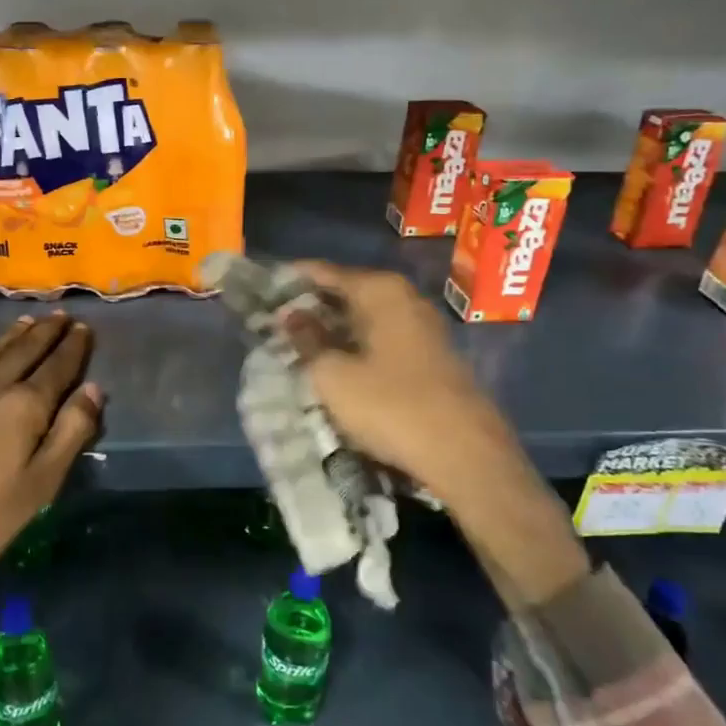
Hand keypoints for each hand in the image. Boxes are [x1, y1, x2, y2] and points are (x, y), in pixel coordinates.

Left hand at [0, 314, 102, 581]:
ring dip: (10, 334)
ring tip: (26, 320)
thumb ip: (70, 434)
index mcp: (24, 409)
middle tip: (59, 315)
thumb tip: (94, 389)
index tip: (82, 328)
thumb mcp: (40, 486)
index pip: (57, 369)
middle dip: (45, 332)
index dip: (72, 348)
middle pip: (23, 352)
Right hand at [282, 261, 497, 494]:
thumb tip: (291, 315)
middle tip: (273, 323)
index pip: (324, 272)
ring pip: (364, 318)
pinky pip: (381, 339)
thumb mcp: (333, 375)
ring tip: (296, 346)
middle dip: (310, 306)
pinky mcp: (430, 356)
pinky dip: (355, 345)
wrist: (465, 454)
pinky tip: (335, 364)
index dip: (290, 279)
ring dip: (332, 329)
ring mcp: (422, 327)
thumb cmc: (390, 406)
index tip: (261, 291)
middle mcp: (405, 298)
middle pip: (346, 292)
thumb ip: (307, 340)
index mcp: (380, 290)